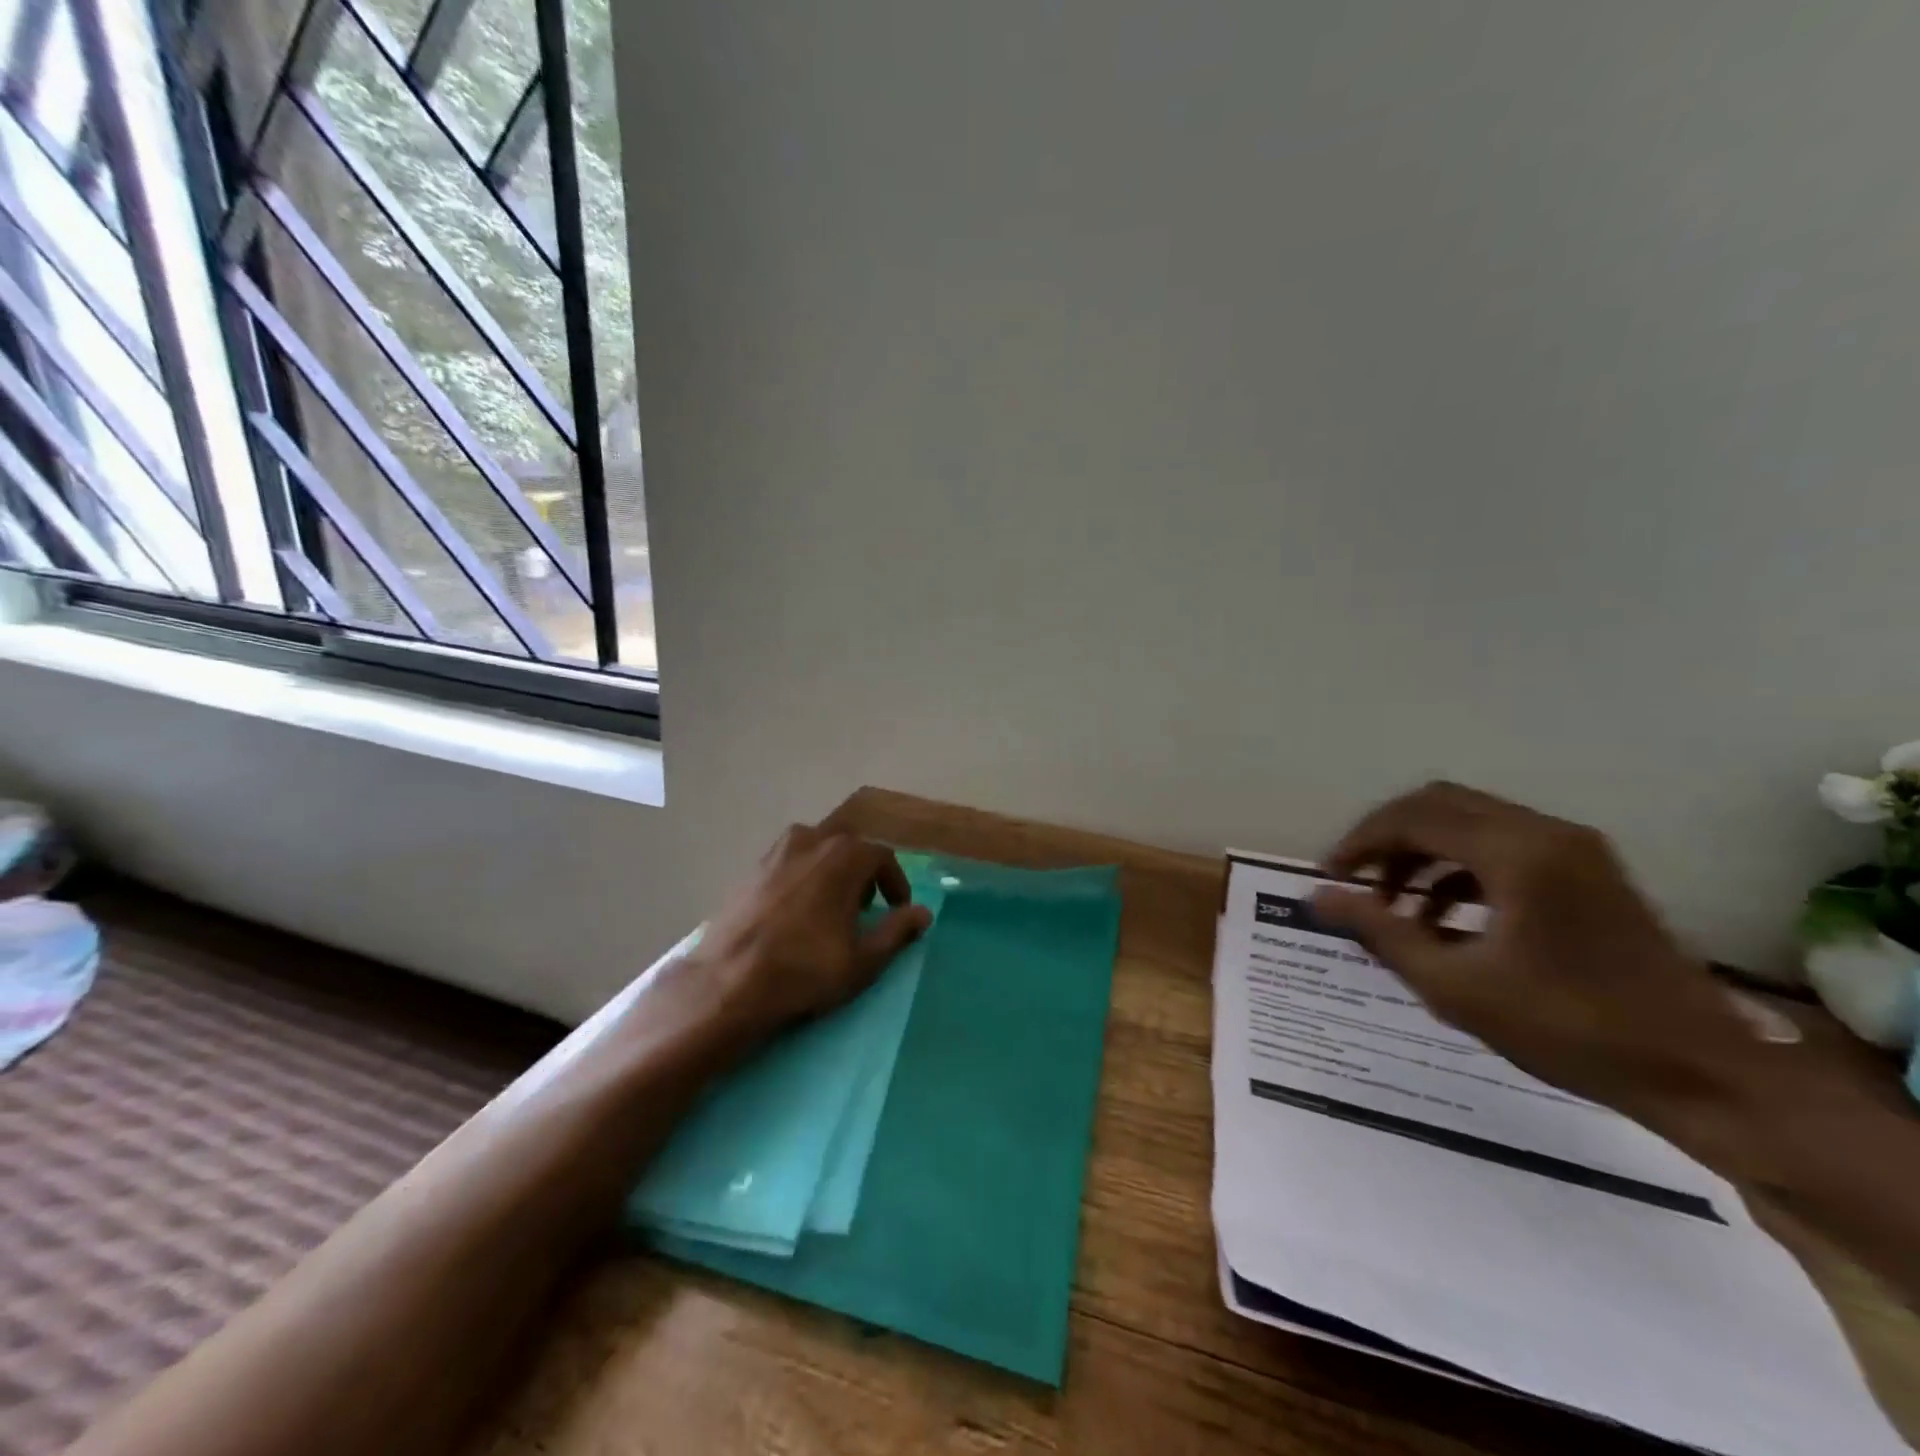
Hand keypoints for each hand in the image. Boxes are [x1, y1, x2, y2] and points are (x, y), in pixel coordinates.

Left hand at [685, 824, 932, 1034]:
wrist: (729, 981)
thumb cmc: (806, 969)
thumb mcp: (864, 959)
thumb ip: (897, 931)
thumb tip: (923, 913)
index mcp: (844, 855)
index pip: (882, 857)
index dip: (895, 883)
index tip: (897, 909)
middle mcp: (811, 840)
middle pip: (848, 847)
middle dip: (862, 873)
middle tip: (864, 908)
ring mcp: (776, 852)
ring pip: (815, 851)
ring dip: (830, 871)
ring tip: (829, 906)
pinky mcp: (750, 870)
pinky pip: (787, 864)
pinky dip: (801, 878)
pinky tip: (795, 911)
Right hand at [1312, 782, 1761, 1120]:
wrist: (1701, 1074)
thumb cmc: (1568, 1029)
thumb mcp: (1454, 986)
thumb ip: (1379, 931)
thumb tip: (1316, 896)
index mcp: (1516, 854)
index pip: (1413, 818)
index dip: (1361, 842)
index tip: (1331, 876)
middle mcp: (1546, 833)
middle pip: (1440, 805)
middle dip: (1388, 838)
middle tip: (1357, 881)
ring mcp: (1574, 849)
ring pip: (1470, 822)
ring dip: (1422, 851)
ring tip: (1392, 904)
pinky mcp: (1588, 871)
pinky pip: (1503, 845)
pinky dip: (1459, 866)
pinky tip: (1441, 915)